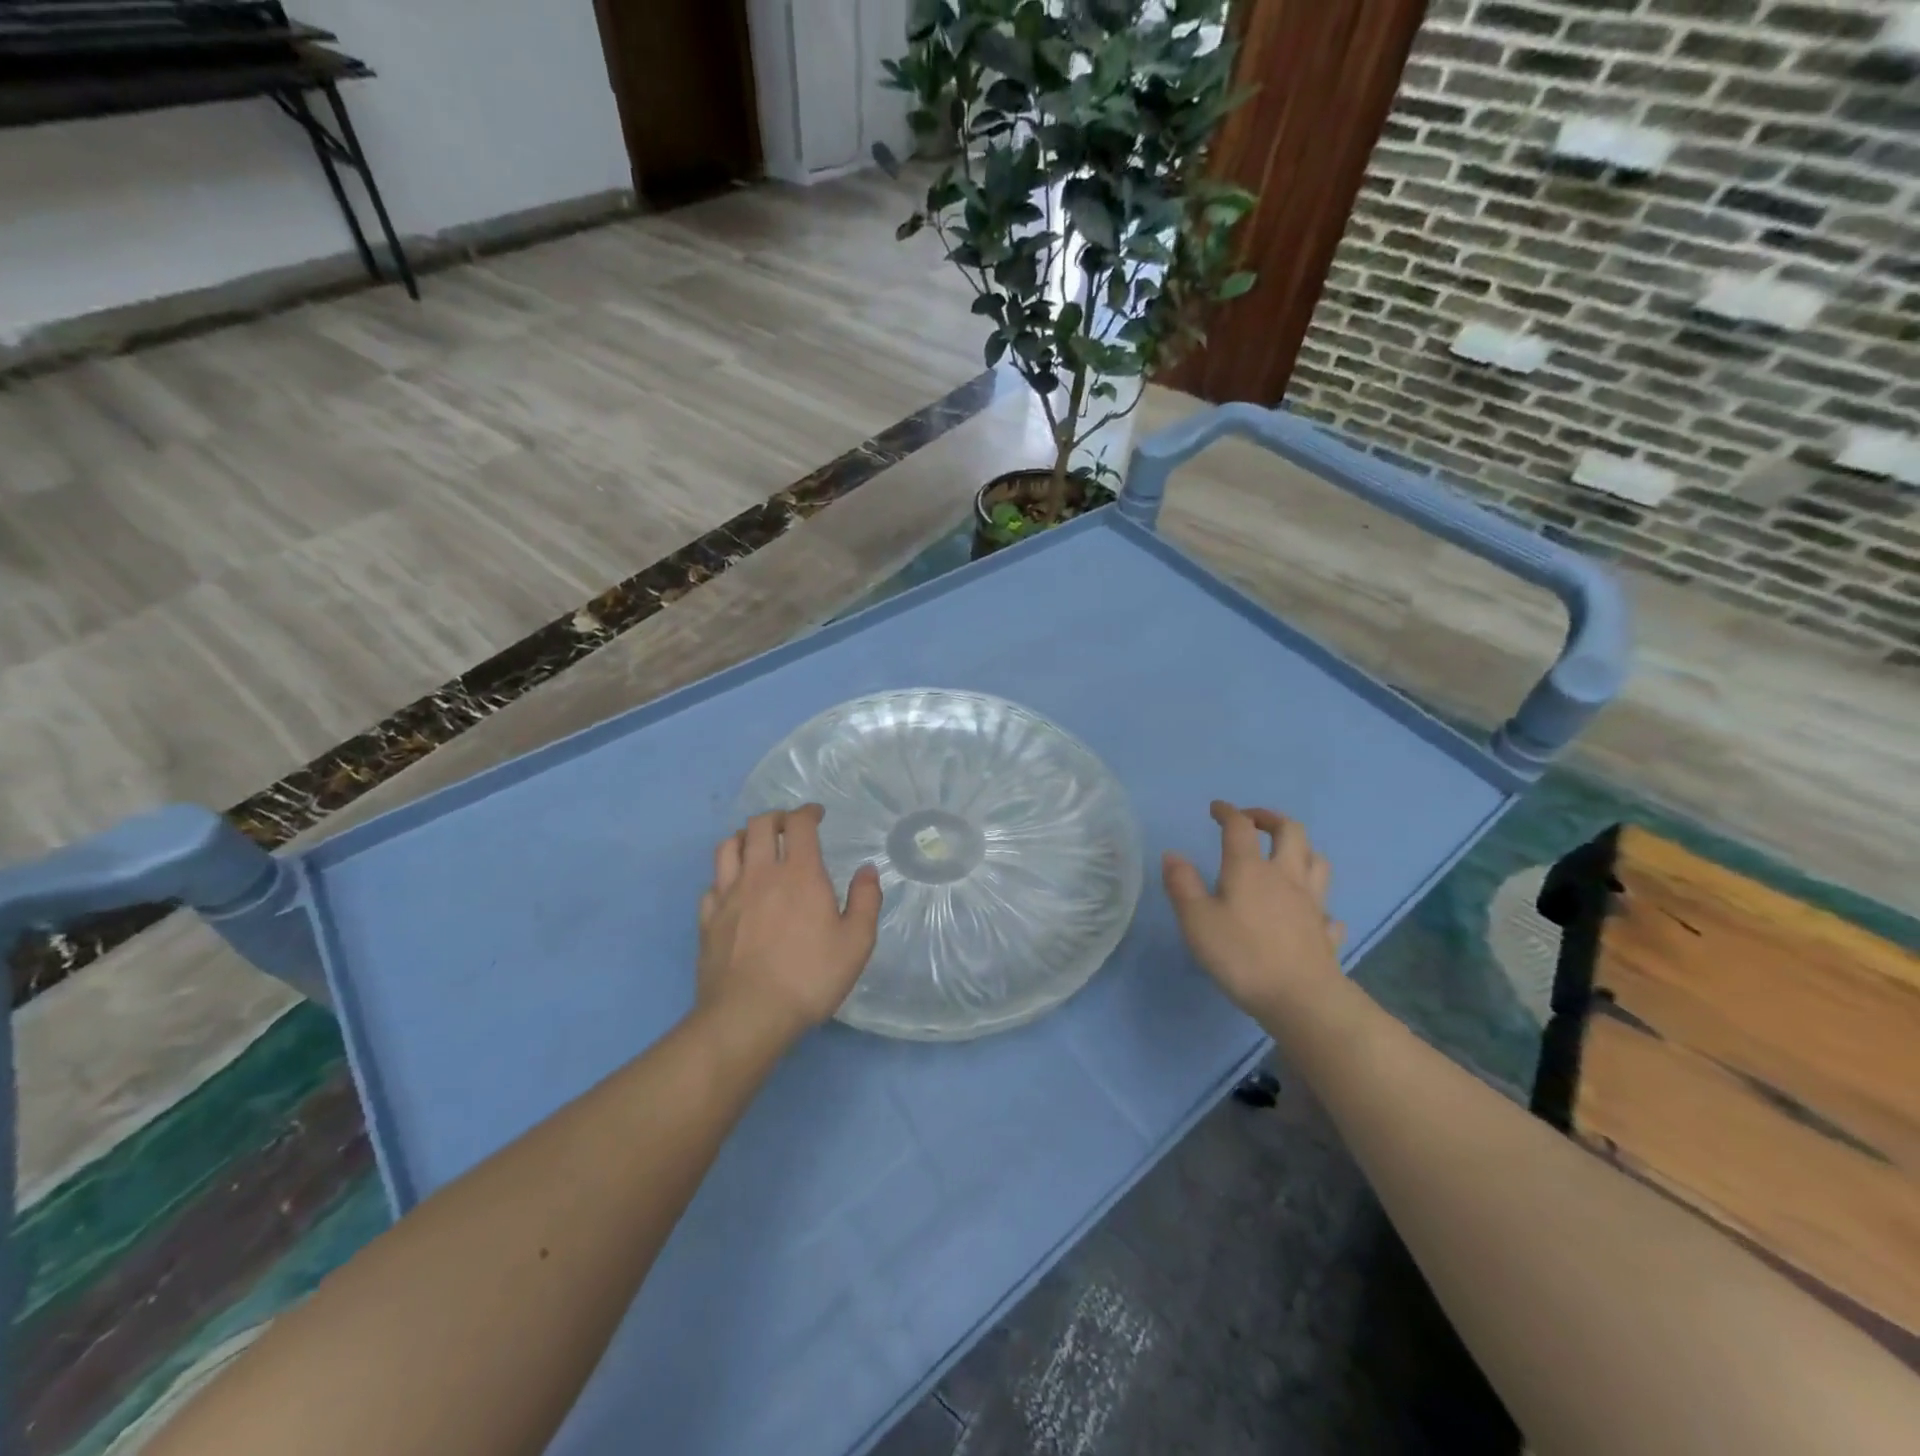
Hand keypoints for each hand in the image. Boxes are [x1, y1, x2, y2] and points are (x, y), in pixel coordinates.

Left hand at [696, 805, 881, 1046]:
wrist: (748, 1015)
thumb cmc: (810, 977)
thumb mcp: (856, 943)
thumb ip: (865, 900)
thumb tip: (867, 870)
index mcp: (800, 874)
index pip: (799, 824)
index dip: (808, 812)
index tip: (817, 815)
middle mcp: (760, 874)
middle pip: (760, 825)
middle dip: (776, 817)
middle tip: (789, 826)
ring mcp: (728, 895)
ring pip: (729, 847)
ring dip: (745, 837)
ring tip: (757, 846)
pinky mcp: (708, 919)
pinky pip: (712, 883)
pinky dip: (725, 876)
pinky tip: (733, 889)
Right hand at [1162, 802, 1344, 1020]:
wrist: (1301, 999)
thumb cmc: (1242, 956)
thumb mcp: (1197, 921)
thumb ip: (1182, 885)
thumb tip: (1173, 854)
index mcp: (1250, 869)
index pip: (1240, 827)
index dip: (1228, 812)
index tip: (1216, 808)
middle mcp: (1285, 877)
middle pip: (1290, 831)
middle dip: (1270, 818)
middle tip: (1253, 821)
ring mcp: (1312, 904)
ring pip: (1317, 862)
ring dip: (1301, 849)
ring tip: (1285, 854)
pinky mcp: (1325, 932)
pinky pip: (1327, 909)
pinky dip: (1318, 903)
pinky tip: (1310, 912)